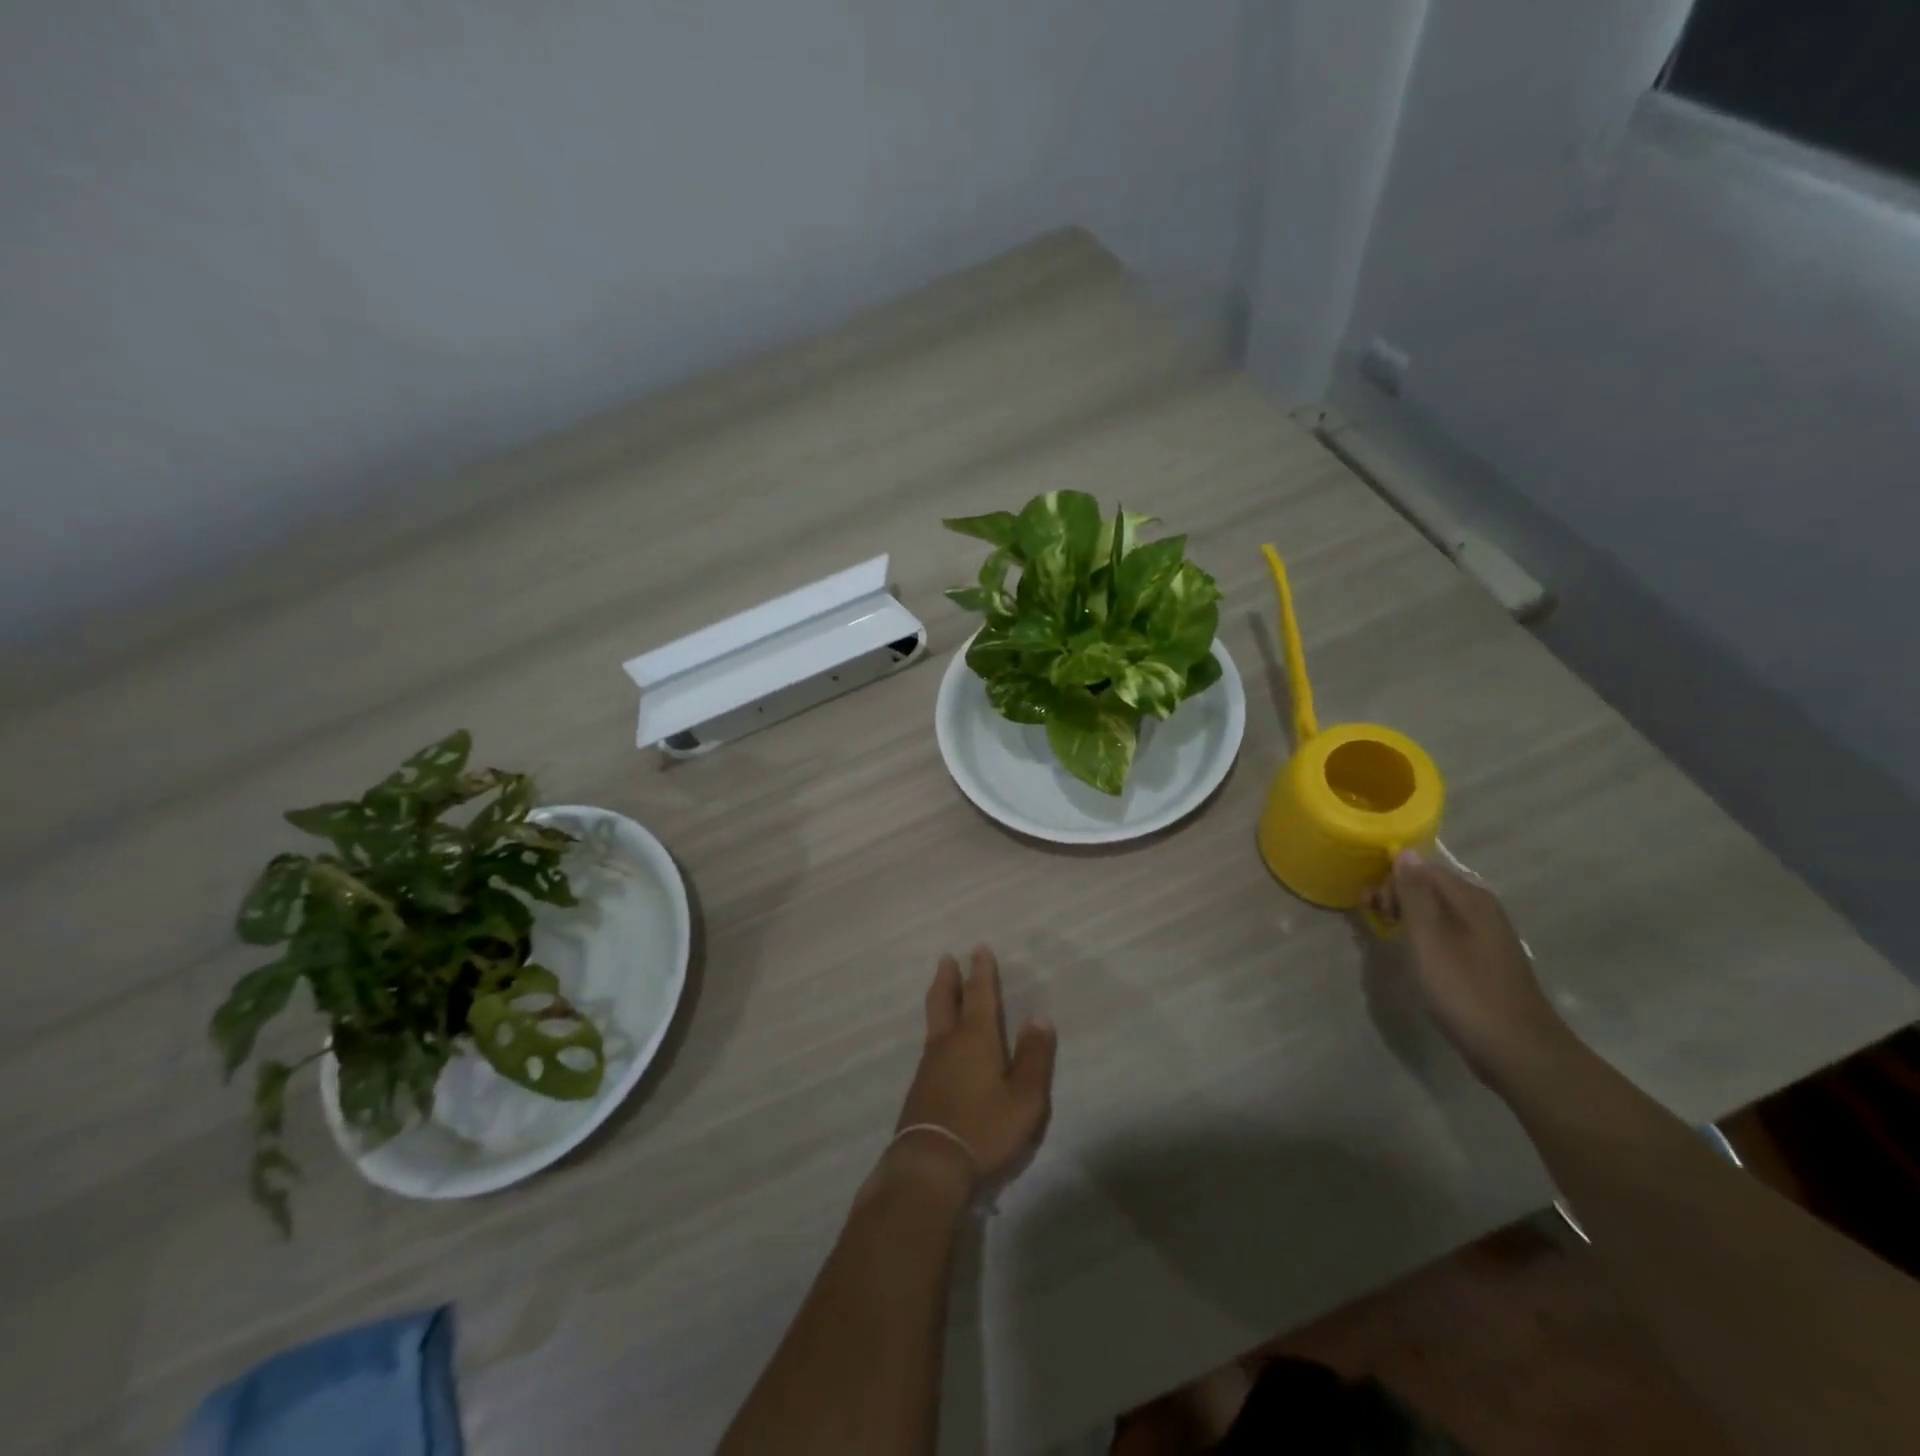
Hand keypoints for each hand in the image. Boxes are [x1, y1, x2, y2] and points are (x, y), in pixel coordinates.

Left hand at [891, 947, 1056, 1195]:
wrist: (930, 1165)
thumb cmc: (984, 1128)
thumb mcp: (1024, 1098)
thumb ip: (1034, 1057)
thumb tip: (1040, 1018)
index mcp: (975, 1039)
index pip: (979, 995)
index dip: (981, 972)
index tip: (979, 949)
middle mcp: (948, 1043)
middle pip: (944, 1000)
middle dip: (948, 977)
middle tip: (947, 958)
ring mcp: (929, 1066)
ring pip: (934, 1022)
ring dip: (940, 1000)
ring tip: (943, 991)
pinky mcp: (920, 1088)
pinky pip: (931, 1045)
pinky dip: (937, 1030)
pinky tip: (941, 1044)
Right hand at [1365, 851, 1577, 1089]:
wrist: (1518, 1051)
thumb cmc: (1465, 991)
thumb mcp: (1429, 939)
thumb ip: (1415, 894)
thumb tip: (1404, 850)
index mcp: (1470, 899)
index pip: (1421, 868)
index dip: (1390, 881)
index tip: (1369, 906)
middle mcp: (1481, 909)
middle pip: (1428, 886)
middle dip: (1395, 897)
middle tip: (1375, 922)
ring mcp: (1485, 935)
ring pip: (1435, 910)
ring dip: (1406, 917)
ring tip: (1387, 938)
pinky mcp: (1482, 959)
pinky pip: (1444, 932)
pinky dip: (1422, 936)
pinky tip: (1413, 955)